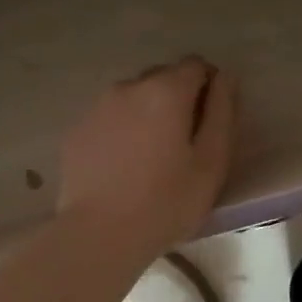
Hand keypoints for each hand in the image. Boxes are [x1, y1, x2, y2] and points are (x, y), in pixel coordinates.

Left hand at [57, 58, 237, 259]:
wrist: (99, 235)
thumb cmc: (166, 201)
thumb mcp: (212, 161)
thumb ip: (222, 112)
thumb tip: (224, 78)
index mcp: (166, 90)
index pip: (196, 66)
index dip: (209, 87)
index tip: (210, 121)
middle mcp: (129, 87)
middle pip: (162, 77)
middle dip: (177, 99)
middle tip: (183, 143)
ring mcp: (97, 107)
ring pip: (133, 97)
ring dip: (147, 114)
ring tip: (151, 157)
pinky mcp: (77, 130)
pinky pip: (109, 119)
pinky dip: (121, 131)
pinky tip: (123, 167)